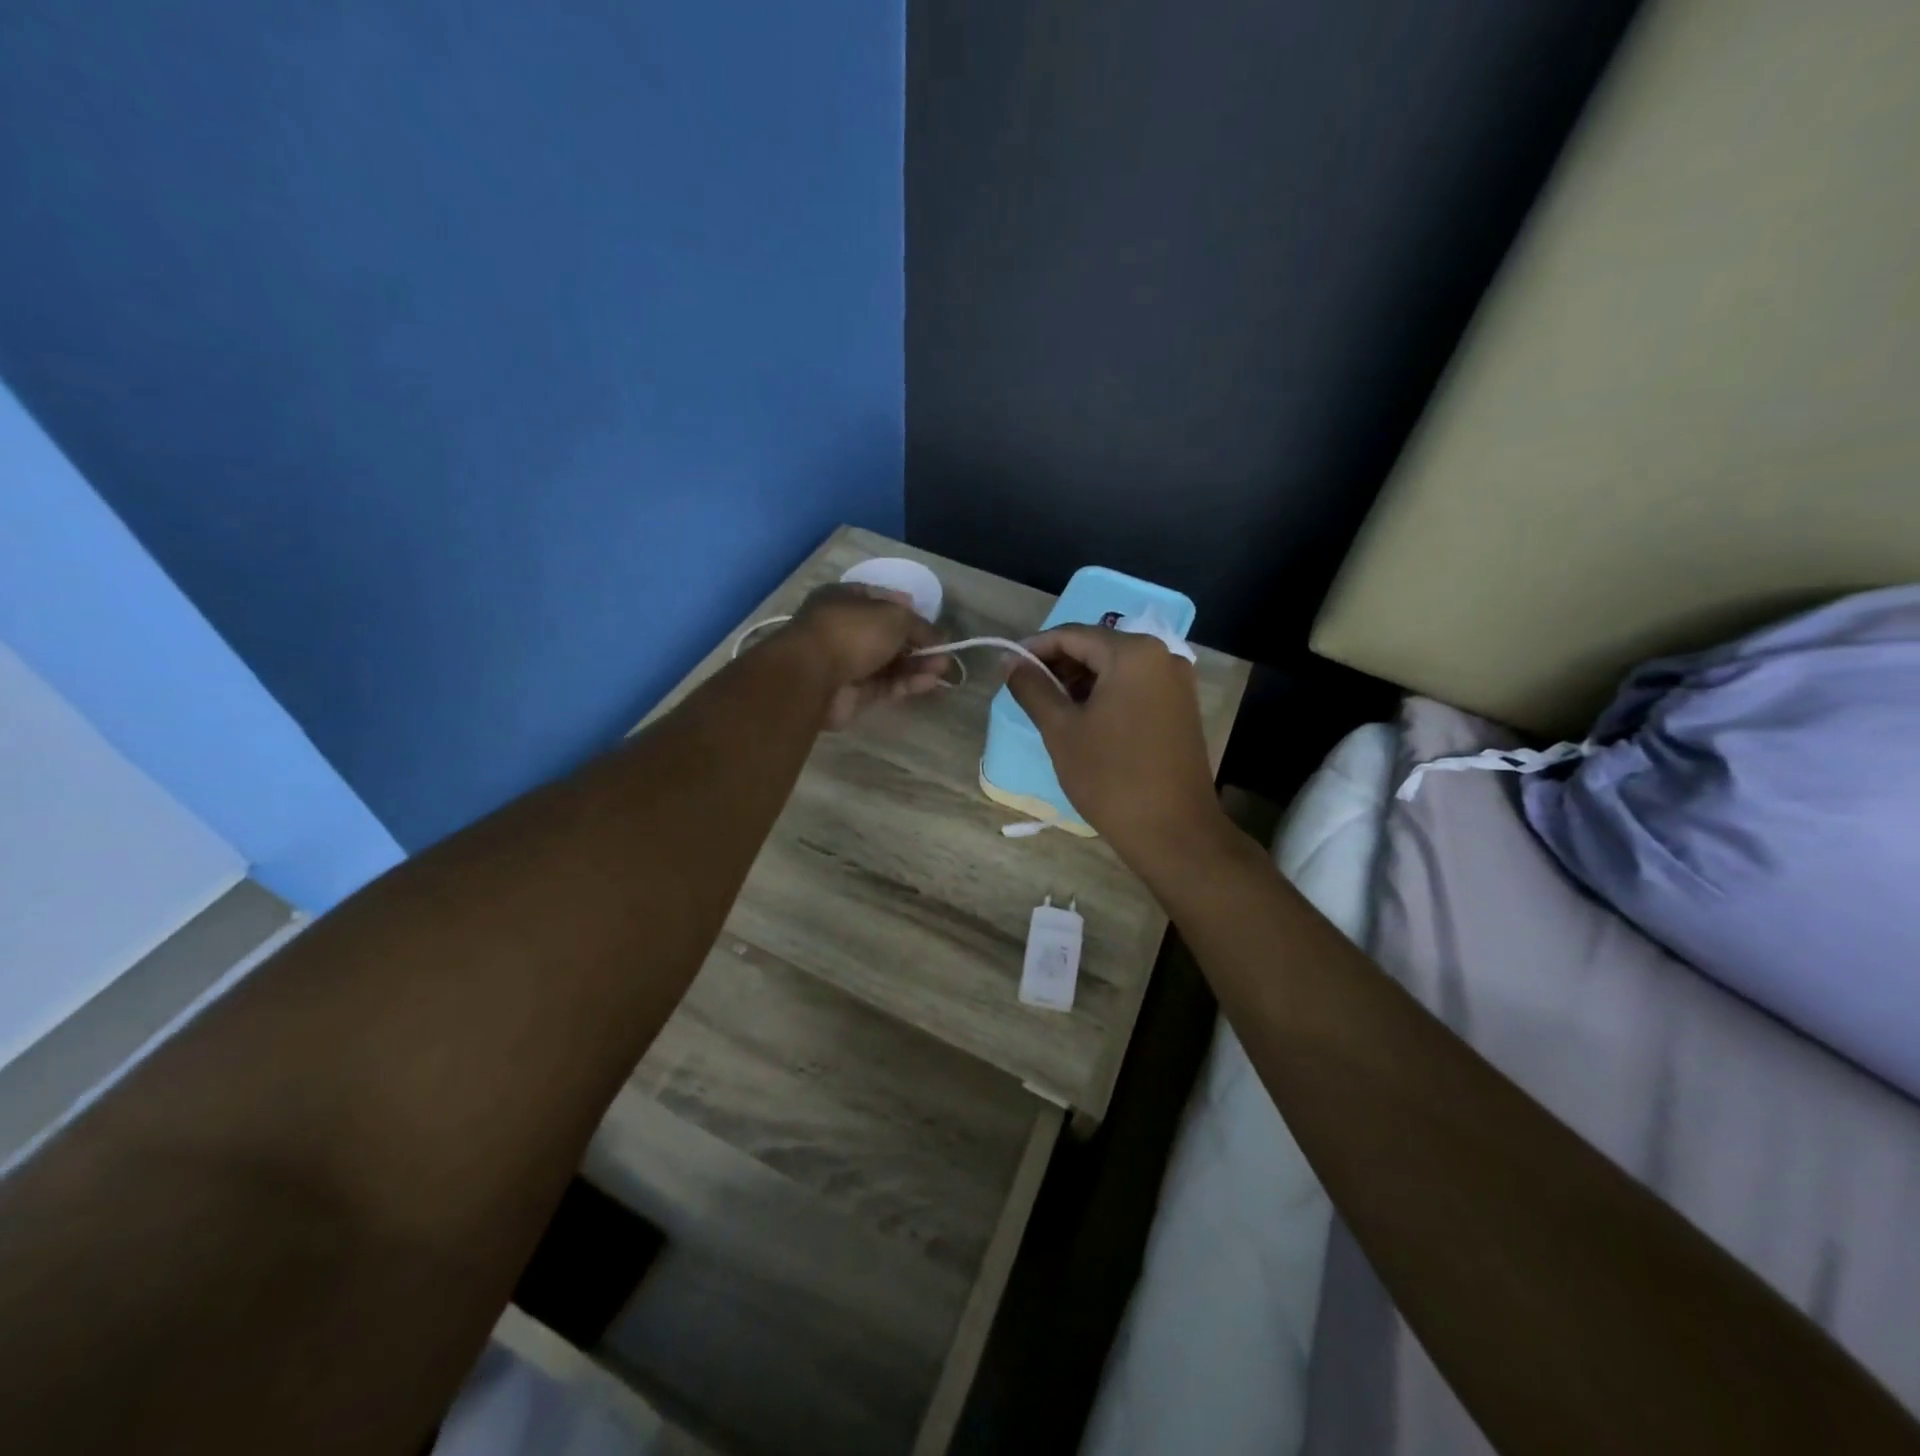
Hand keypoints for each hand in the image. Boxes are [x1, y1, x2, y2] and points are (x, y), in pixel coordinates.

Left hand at [785, 583, 950, 727]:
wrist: (811, 677)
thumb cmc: (852, 632)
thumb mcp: (894, 617)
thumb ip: (919, 626)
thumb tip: (937, 636)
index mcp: (845, 599)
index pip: (881, 600)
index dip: (907, 609)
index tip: (930, 621)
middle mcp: (844, 629)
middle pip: (887, 636)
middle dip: (917, 643)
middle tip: (944, 651)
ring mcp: (846, 663)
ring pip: (888, 663)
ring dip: (917, 665)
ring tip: (944, 668)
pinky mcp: (851, 693)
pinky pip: (884, 685)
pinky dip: (907, 683)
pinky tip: (931, 682)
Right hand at [1005, 626, 1231, 872]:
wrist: (1173, 831)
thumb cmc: (1110, 777)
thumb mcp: (1061, 730)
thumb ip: (1032, 688)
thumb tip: (1009, 662)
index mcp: (1133, 653)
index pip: (1072, 634)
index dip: (1034, 647)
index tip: (1007, 666)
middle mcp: (1162, 655)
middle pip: (1097, 647)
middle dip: (1058, 664)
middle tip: (1026, 689)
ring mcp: (1177, 681)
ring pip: (1116, 667)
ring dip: (1080, 680)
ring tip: (1050, 707)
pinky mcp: (1182, 706)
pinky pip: (1135, 686)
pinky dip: (1106, 693)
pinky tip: (1084, 718)